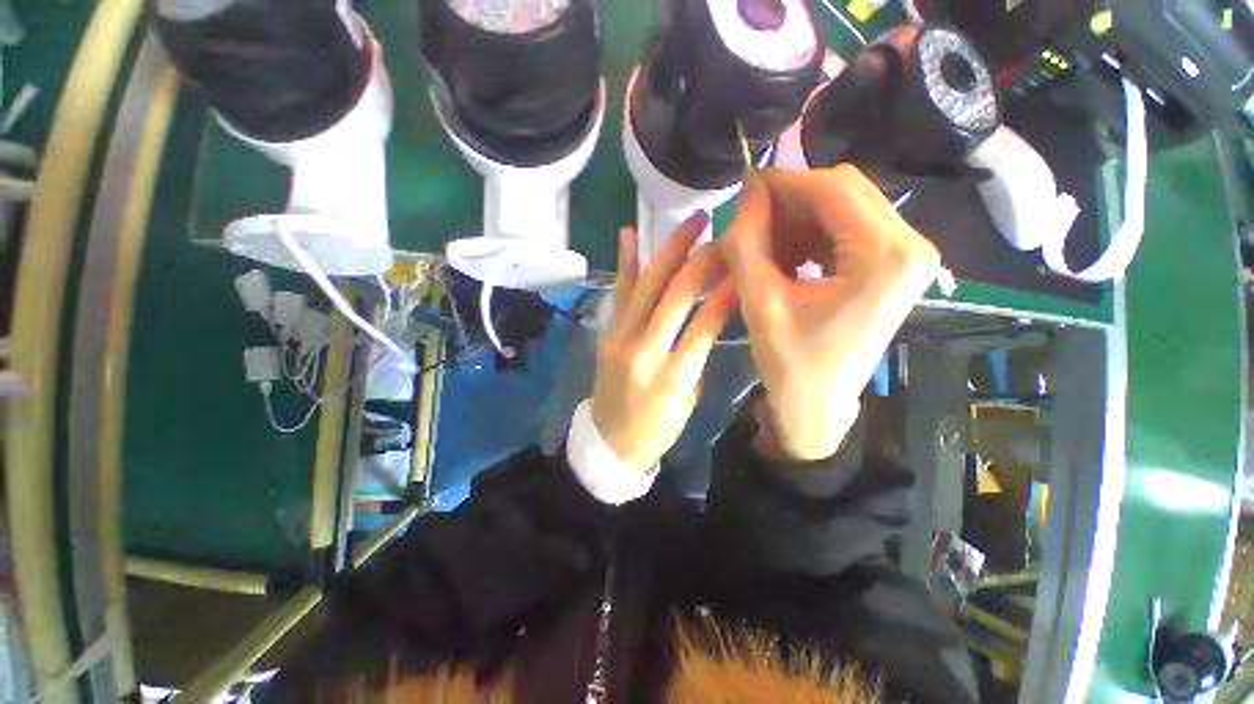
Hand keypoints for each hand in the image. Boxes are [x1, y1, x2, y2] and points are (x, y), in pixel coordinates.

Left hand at [592, 212, 737, 468]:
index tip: (744, 265)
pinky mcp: (606, 333)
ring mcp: (620, 338)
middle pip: (676, 295)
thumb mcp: (688, 397)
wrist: (611, 442)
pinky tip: (630, 234)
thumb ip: (697, 353)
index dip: (727, 290)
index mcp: (673, 376)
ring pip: (647, 285)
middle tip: (722, 234)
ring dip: (670, 250)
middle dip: (702, 260)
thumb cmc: (658, 428)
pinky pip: (619, 293)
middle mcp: (645, 351)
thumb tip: (712, 313)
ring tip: (692, 223)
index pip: (705, 323)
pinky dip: (626, 263)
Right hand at [722, 166, 941, 460]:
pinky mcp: (893, 266)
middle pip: (844, 191)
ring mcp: (906, 256)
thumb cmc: (789, 363)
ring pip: (845, 207)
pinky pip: (848, 229)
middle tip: (751, 222)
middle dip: (792, 201)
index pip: (832, 189)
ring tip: (766, 247)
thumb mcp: (759, 302)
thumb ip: (747, 242)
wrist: (817, 405)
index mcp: (885, 257)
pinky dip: (812, 235)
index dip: (783, 182)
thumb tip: (748, 192)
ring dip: (800, 219)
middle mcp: (910, 246)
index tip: (743, 189)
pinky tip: (787, 258)